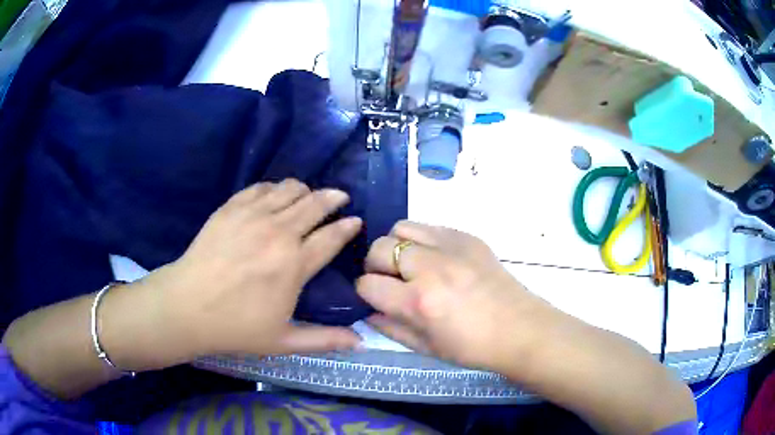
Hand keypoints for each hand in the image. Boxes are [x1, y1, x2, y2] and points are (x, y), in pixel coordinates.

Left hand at [147, 179, 362, 360]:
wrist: (188, 306)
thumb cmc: (236, 326)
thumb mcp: (284, 341)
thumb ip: (325, 340)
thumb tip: (361, 343)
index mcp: (295, 264)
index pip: (332, 236)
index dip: (348, 226)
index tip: (355, 221)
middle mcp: (279, 232)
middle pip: (316, 203)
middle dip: (333, 198)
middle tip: (339, 198)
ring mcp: (253, 215)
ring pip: (290, 188)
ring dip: (305, 190)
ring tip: (307, 197)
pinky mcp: (231, 207)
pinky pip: (262, 187)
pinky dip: (275, 188)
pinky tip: (274, 197)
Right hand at [356, 221, 553, 374]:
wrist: (519, 329)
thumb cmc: (472, 347)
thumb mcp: (425, 347)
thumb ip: (389, 327)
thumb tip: (367, 310)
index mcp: (418, 302)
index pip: (368, 284)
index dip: (364, 291)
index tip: (374, 297)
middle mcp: (430, 267)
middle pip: (379, 248)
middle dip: (375, 265)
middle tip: (390, 279)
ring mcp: (451, 246)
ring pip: (401, 227)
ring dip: (396, 245)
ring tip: (410, 264)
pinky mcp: (467, 237)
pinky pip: (430, 226)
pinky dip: (423, 240)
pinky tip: (435, 258)